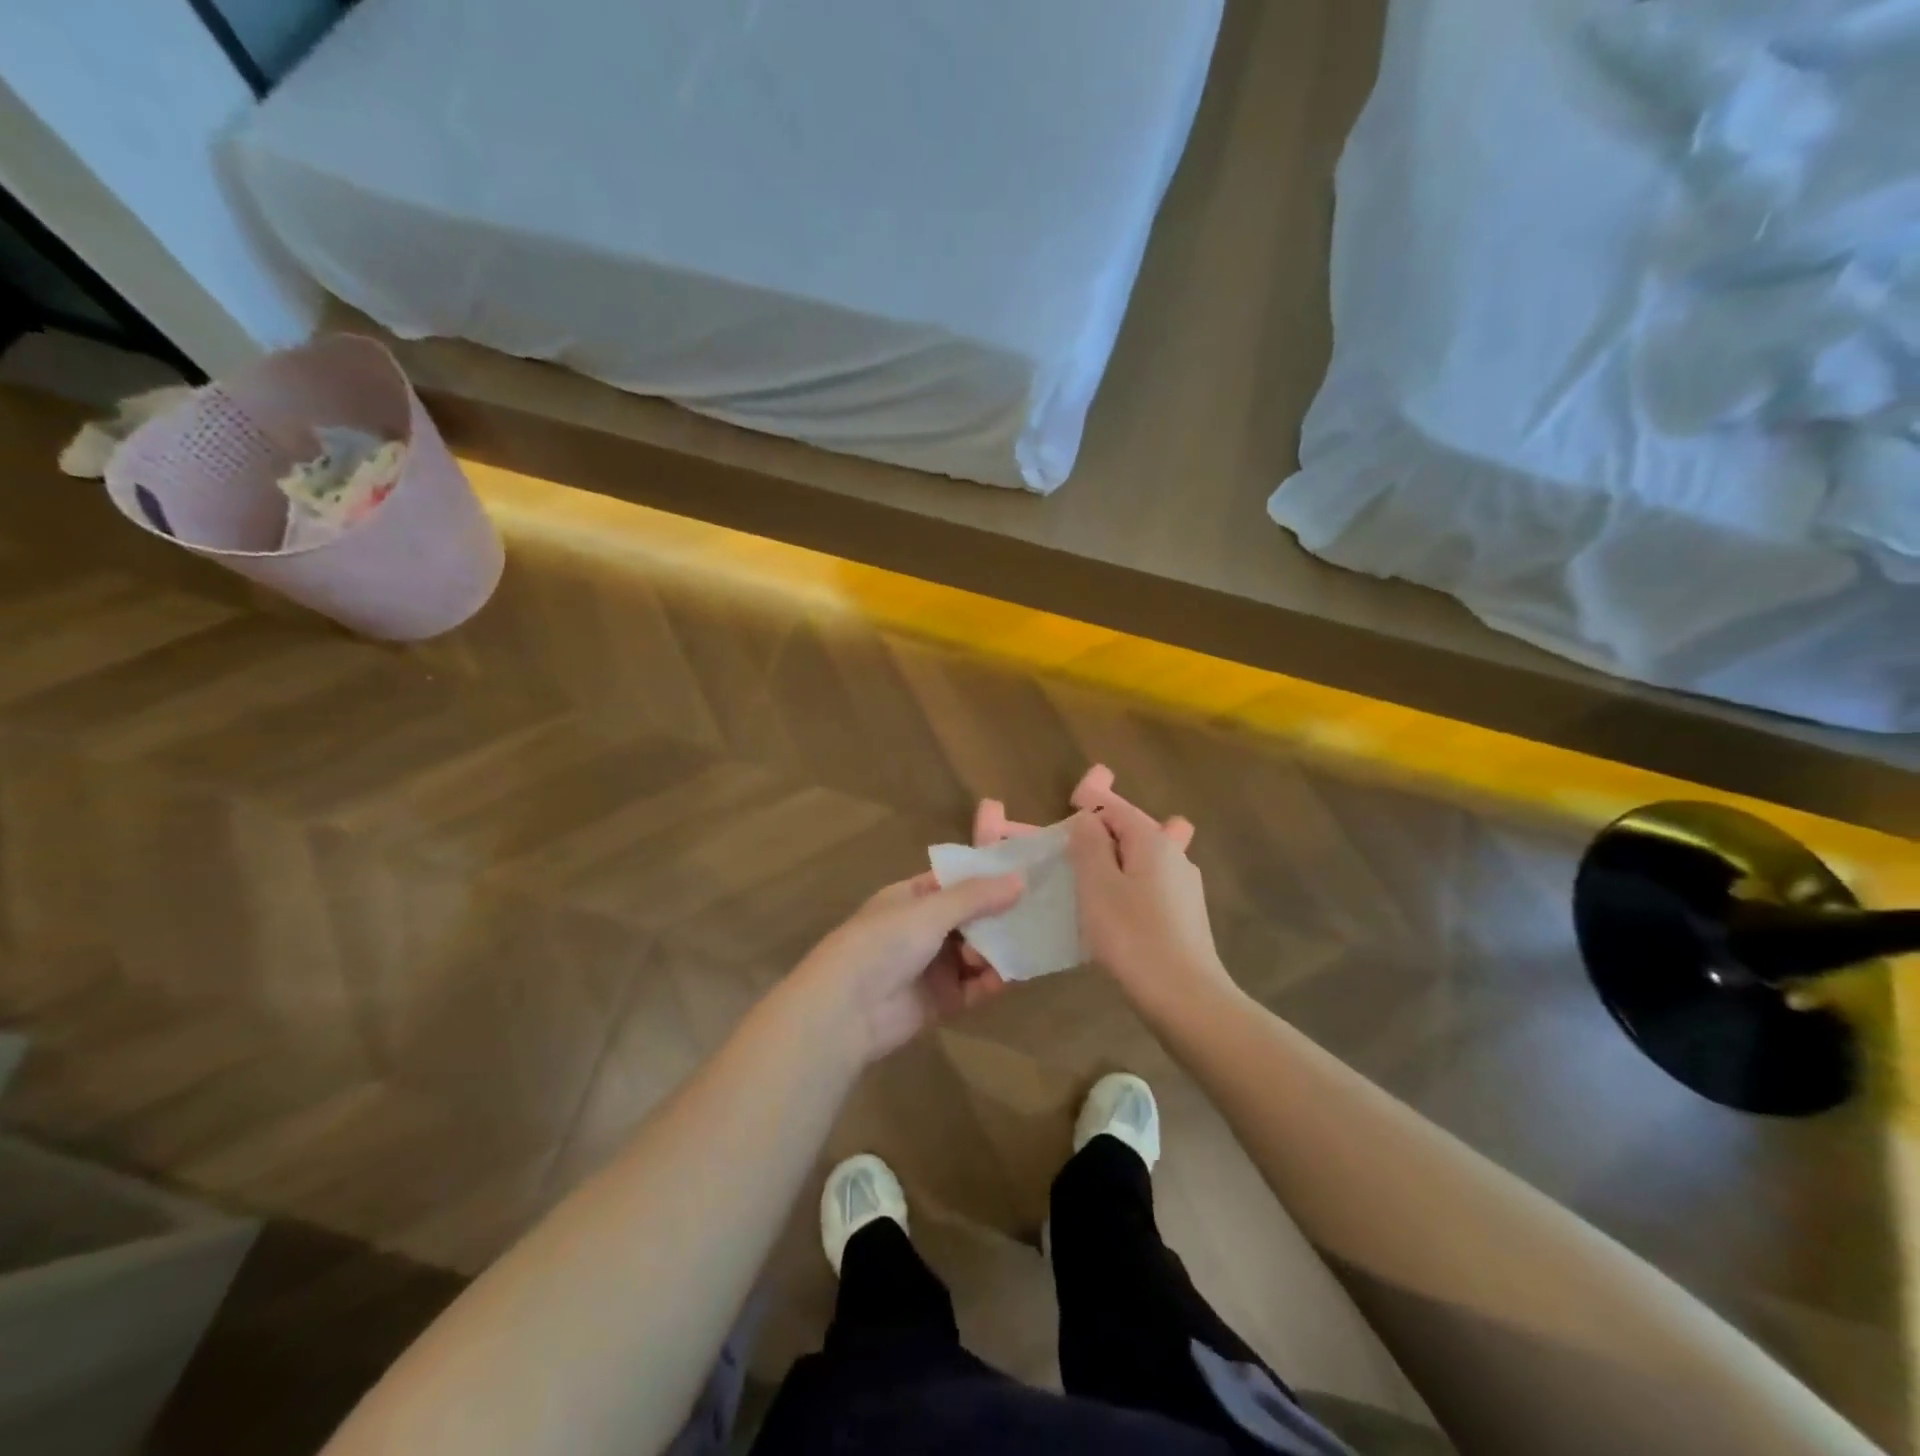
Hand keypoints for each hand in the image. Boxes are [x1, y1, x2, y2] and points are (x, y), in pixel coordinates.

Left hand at [796, 871, 1024, 1063]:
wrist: (845, 1011)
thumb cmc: (882, 943)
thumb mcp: (929, 910)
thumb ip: (975, 897)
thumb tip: (1021, 879)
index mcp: (913, 897)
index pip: (957, 880)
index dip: (988, 876)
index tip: (1026, 870)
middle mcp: (924, 928)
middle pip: (972, 917)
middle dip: (1001, 914)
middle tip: (1041, 909)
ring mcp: (933, 965)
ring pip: (978, 952)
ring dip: (1000, 948)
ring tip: (1030, 941)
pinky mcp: (942, 1001)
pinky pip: (976, 986)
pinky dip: (994, 980)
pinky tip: (1014, 974)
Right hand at [1065, 769, 1238, 1019]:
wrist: (1185, 999)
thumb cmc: (1132, 936)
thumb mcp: (1097, 885)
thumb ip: (1088, 844)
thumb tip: (1087, 818)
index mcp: (1153, 841)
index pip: (1114, 808)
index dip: (1085, 813)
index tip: (1059, 837)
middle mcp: (1175, 856)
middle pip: (1130, 833)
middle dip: (1099, 841)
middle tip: (1068, 865)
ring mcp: (1184, 888)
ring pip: (1140, 863)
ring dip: (1113, 869)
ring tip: (1085, 892)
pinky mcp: (1185, 917)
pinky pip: (1149, 889)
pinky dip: (1127, 892)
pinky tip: (1112, 918)